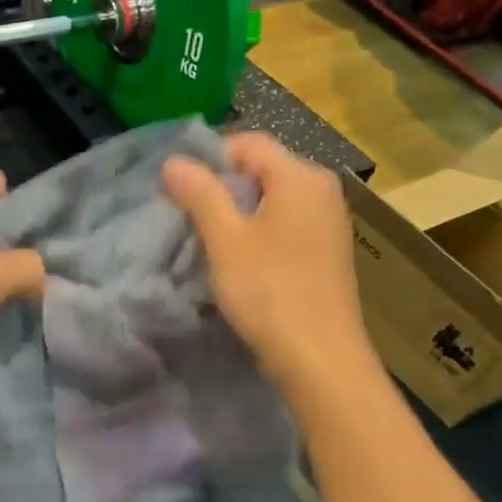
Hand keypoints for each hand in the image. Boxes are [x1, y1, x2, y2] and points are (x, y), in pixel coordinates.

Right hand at [162, 133, 377, 395]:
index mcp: (301, 175)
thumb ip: (199, 194)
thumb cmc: (269, 291)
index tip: (178, 190)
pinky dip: (258, 234)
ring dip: (237, 214)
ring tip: (209, 243)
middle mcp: (322, 189)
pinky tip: (240, 263)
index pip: (248, 143)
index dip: (208, 159)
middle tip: (187, 218)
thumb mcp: (225, 239)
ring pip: (271, 200)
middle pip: (261, 170)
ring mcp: (328, 221)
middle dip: (220, 188)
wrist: (319, 358)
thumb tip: (173, 161)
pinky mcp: (326, 251)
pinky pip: (284, 225)